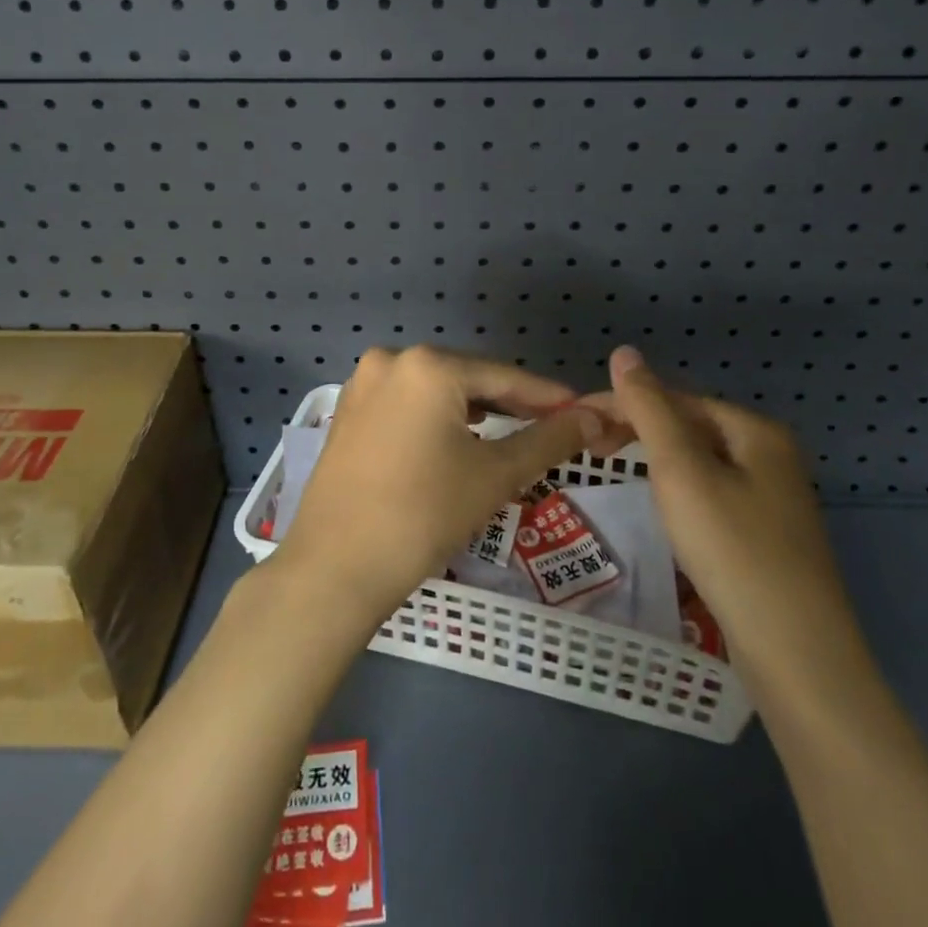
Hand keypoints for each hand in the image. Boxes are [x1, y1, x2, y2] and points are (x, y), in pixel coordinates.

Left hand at [271, 346, 622, 624]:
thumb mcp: (495, 475)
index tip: (584, 411)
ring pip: (436, 389)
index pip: (504, 376)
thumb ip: (548, 439)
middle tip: (552, 427)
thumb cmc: (423, 515)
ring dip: (475, 410)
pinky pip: (407, 402)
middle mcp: (392, 359)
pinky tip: (458, 438)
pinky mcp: (349, 409)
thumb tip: (593, 416)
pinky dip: (438, 417)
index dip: (548, 396)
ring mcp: (364, 383)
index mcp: (428, 365)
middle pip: (468, 377)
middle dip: (511, 402)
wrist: (335, 567)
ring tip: (511, 434)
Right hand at [592, 346, 868, 698]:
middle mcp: (771, 457)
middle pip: (691, 427)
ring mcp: (773, 500)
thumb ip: (650, 409)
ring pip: (700, 462)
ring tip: (613, 466)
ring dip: (655, 459)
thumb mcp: (681, 471)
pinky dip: (678, 490)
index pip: (677, 399)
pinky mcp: (766, 537)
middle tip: (589, 445)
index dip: (625, 403)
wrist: (796, 657)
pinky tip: (662, 507)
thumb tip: (624, 351)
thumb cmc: (733, 550)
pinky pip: (711, 493)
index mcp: (757, 432)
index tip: (578, 419)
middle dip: (639, 429)